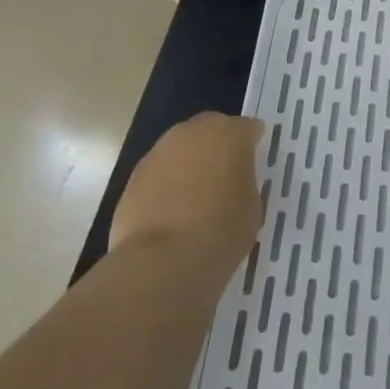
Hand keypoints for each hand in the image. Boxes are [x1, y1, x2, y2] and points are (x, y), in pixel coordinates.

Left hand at [109, 113, 265, 267]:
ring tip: (197, 197)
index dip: (252, 143)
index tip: (255, 162)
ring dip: (190, 164)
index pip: (248, 128)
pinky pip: (160, 173)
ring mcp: (159, 153)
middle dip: (218, 146)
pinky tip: (172, 212)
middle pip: (210, 129)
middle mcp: (192, 133)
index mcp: (229, 135)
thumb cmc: (222, 231)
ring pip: (181, 149)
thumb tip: (234, 181)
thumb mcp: (252, 207)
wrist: (163, 260)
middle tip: (226, 174)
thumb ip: (245, 183)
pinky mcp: (134, 177)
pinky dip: (167, 184)